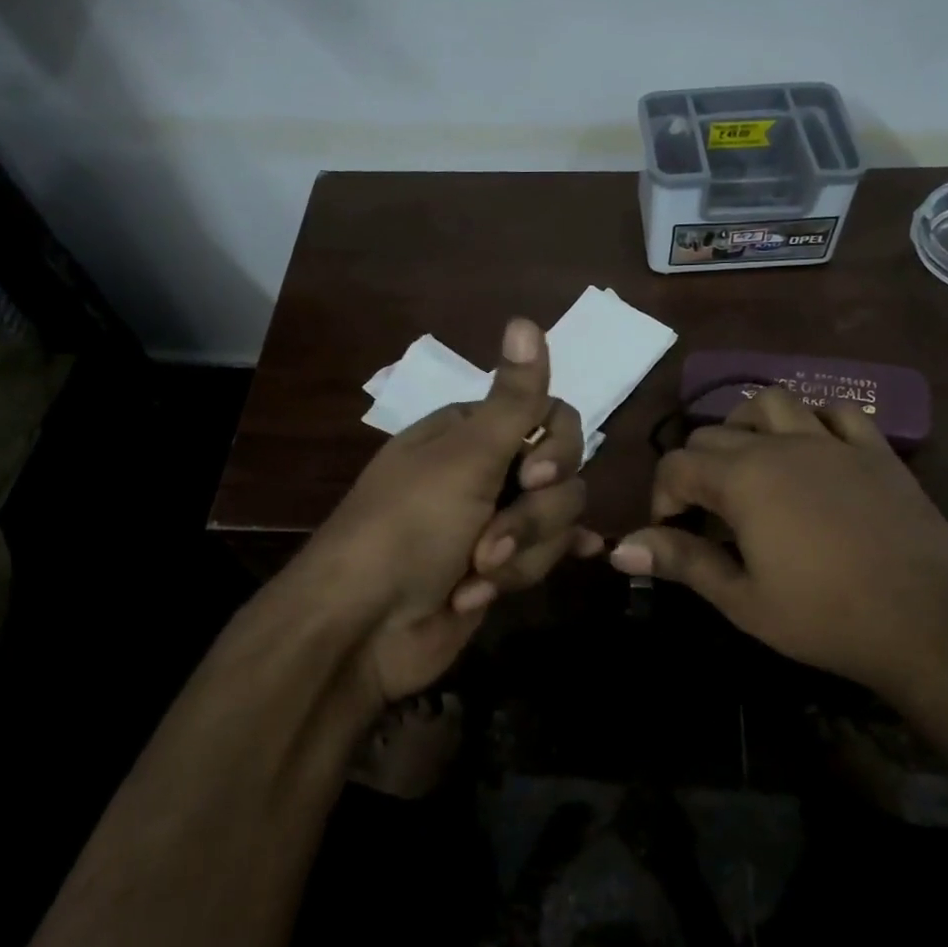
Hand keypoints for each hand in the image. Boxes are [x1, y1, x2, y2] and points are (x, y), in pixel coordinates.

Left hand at [301, 318, 601, 703]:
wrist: (362, 628)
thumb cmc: (407, 528)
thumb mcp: (464, 458)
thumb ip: (511, 398)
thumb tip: (526, 318)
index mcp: (472, 432)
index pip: (550, 415)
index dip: (558, 446)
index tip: (537, 474)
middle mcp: (488, 470)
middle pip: (561, 474)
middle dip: (531, 518)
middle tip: (488, 544)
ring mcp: (496, 521)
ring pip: (556, 522)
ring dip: (519, 556)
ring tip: (475, 579)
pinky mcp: (502, 567)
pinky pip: (547, 555)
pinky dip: (547, 560)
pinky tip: (585, 557)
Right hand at [607, 387, 947, 708]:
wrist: (930, 623)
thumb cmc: (825, 617)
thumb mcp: (741, 598)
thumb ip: (680, 562)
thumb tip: (617, 550)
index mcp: (743, 478)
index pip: (677, 465)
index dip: (663, 499)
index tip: (673, 536)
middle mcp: (781, 445)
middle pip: (715, 432)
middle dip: (696, 468)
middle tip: (707, 516)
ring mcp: (832, 442)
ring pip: (772, 403)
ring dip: (747, 426)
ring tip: (748, 464)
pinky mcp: (876, 450)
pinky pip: (837, 412)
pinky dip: (813, 422)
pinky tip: (812, 451)